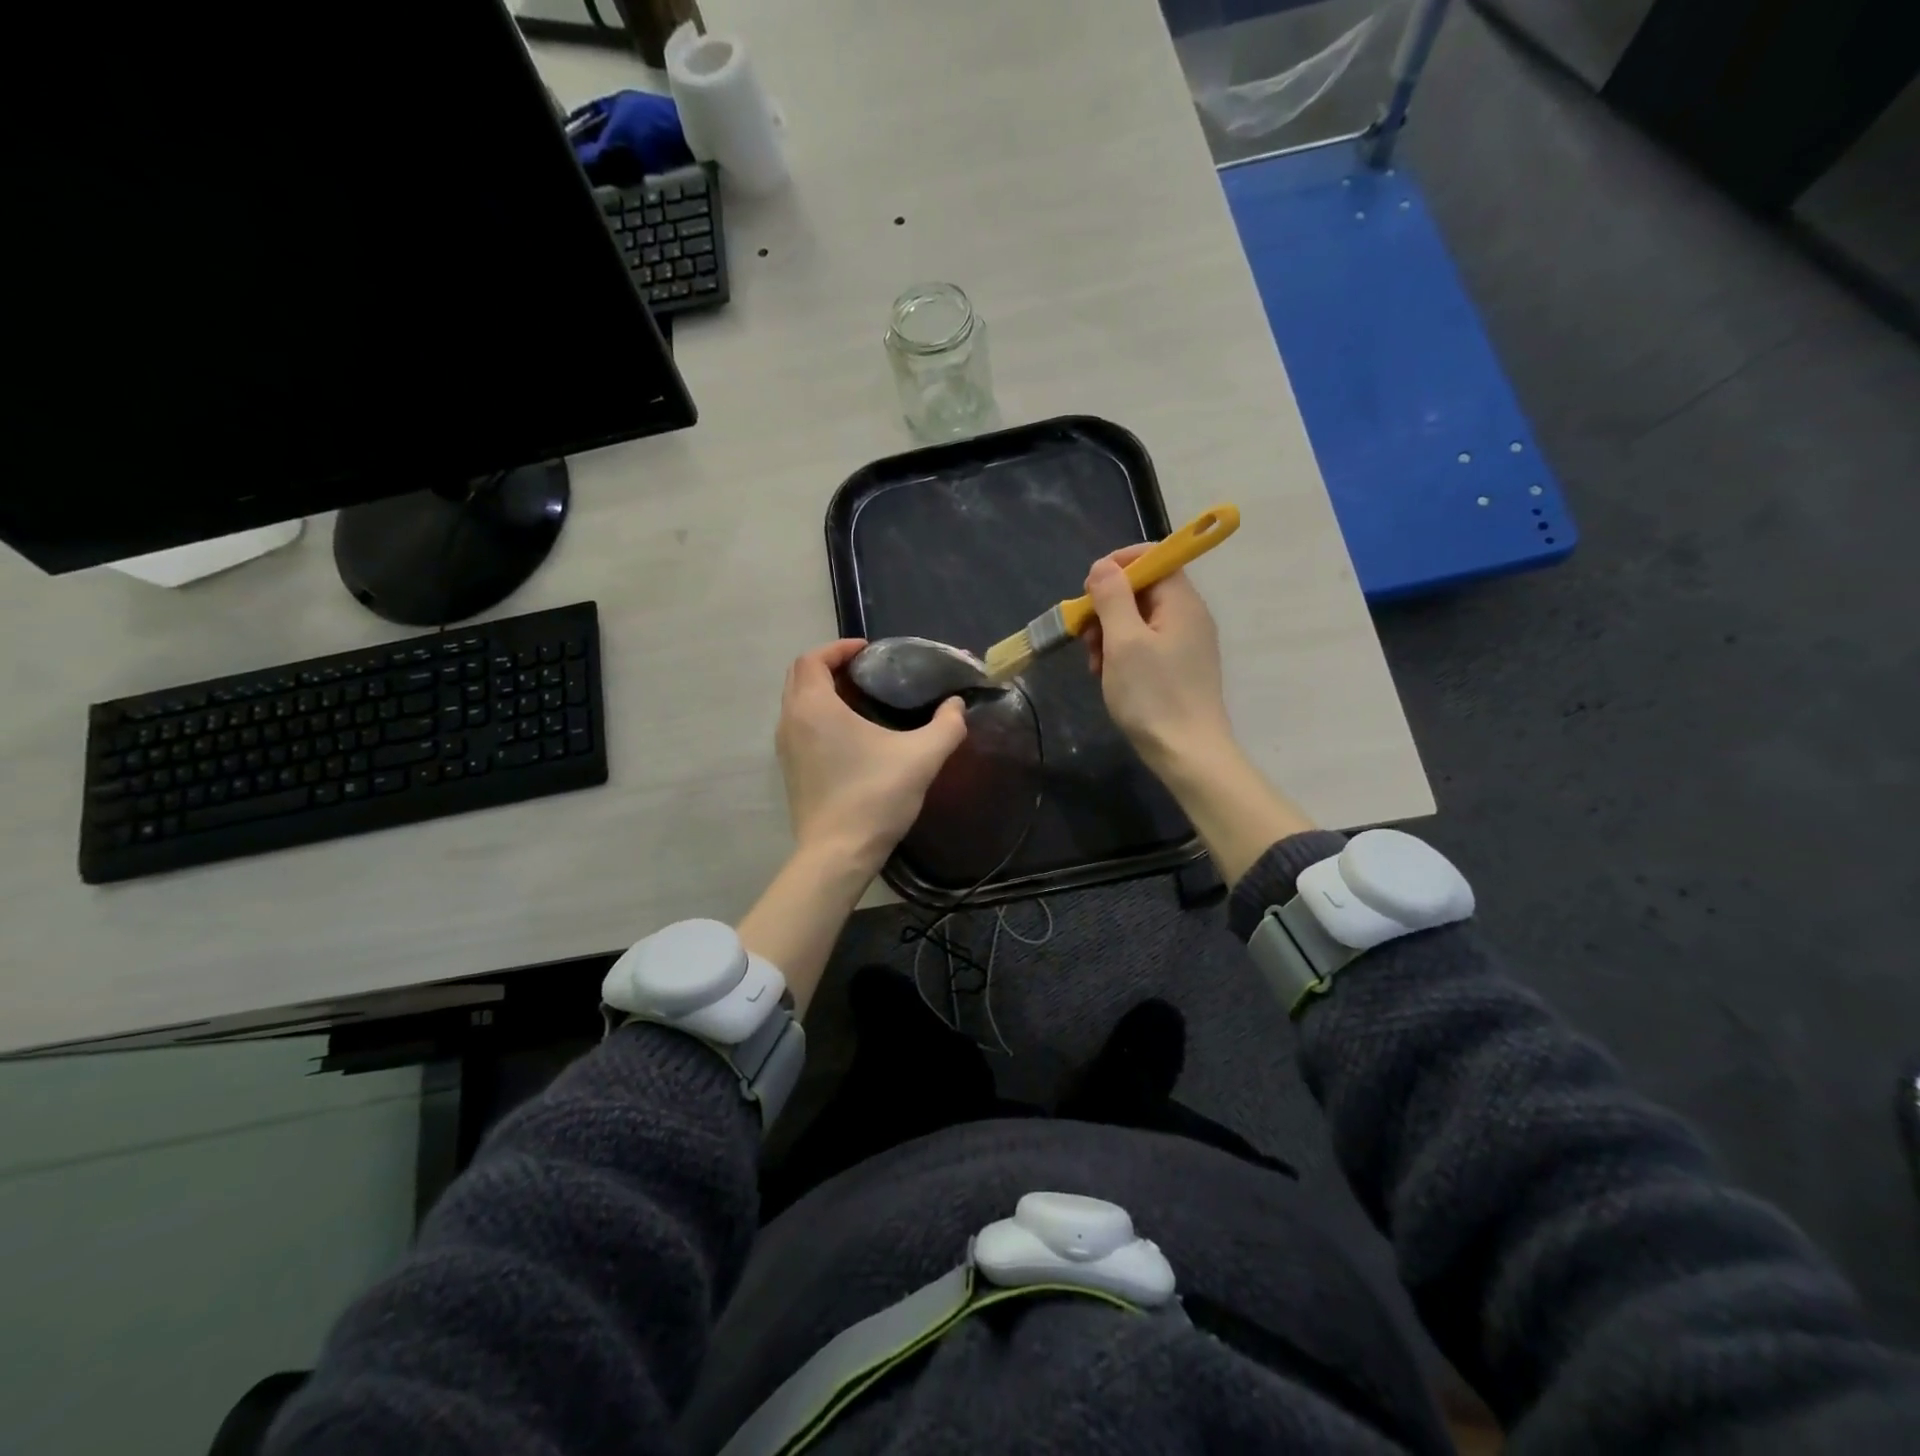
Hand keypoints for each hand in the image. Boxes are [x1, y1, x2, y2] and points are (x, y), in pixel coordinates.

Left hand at [774, 639, 967, 875]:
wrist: (838, 853)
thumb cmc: (875, 796)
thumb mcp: (922, 757)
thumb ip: (947, 726)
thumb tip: (957, 706)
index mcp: (815, 707)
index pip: (813, 659)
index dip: (839, 648)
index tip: (869, 651)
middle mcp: (791, 721)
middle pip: (800, 677)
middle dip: (830, 666)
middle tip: (867, 672)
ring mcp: (786, 748)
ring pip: (797, 703)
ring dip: (823, 692)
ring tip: (861, 699)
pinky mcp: (791, 771)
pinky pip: (800, 727)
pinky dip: (819, 717)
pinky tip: (852, 735)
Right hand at [1082, 545, 1234, 776]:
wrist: (1187, 753)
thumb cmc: (1153, 696)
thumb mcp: (1123, 642)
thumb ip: (1112, 598)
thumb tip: (1103, 566)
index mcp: (1181, 602)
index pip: (1154, 558)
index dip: (1119, 565)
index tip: (1089, 589)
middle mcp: (1189, 616)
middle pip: (1143, 590)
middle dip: (1107, 606)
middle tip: (1086, 636)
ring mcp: (1186, 643)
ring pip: (1139, 619)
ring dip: (1109, 633)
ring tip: (1094, 663)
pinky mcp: (1179, 667)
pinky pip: (1145, 644)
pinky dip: (1122, 653)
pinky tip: (1107, 676)